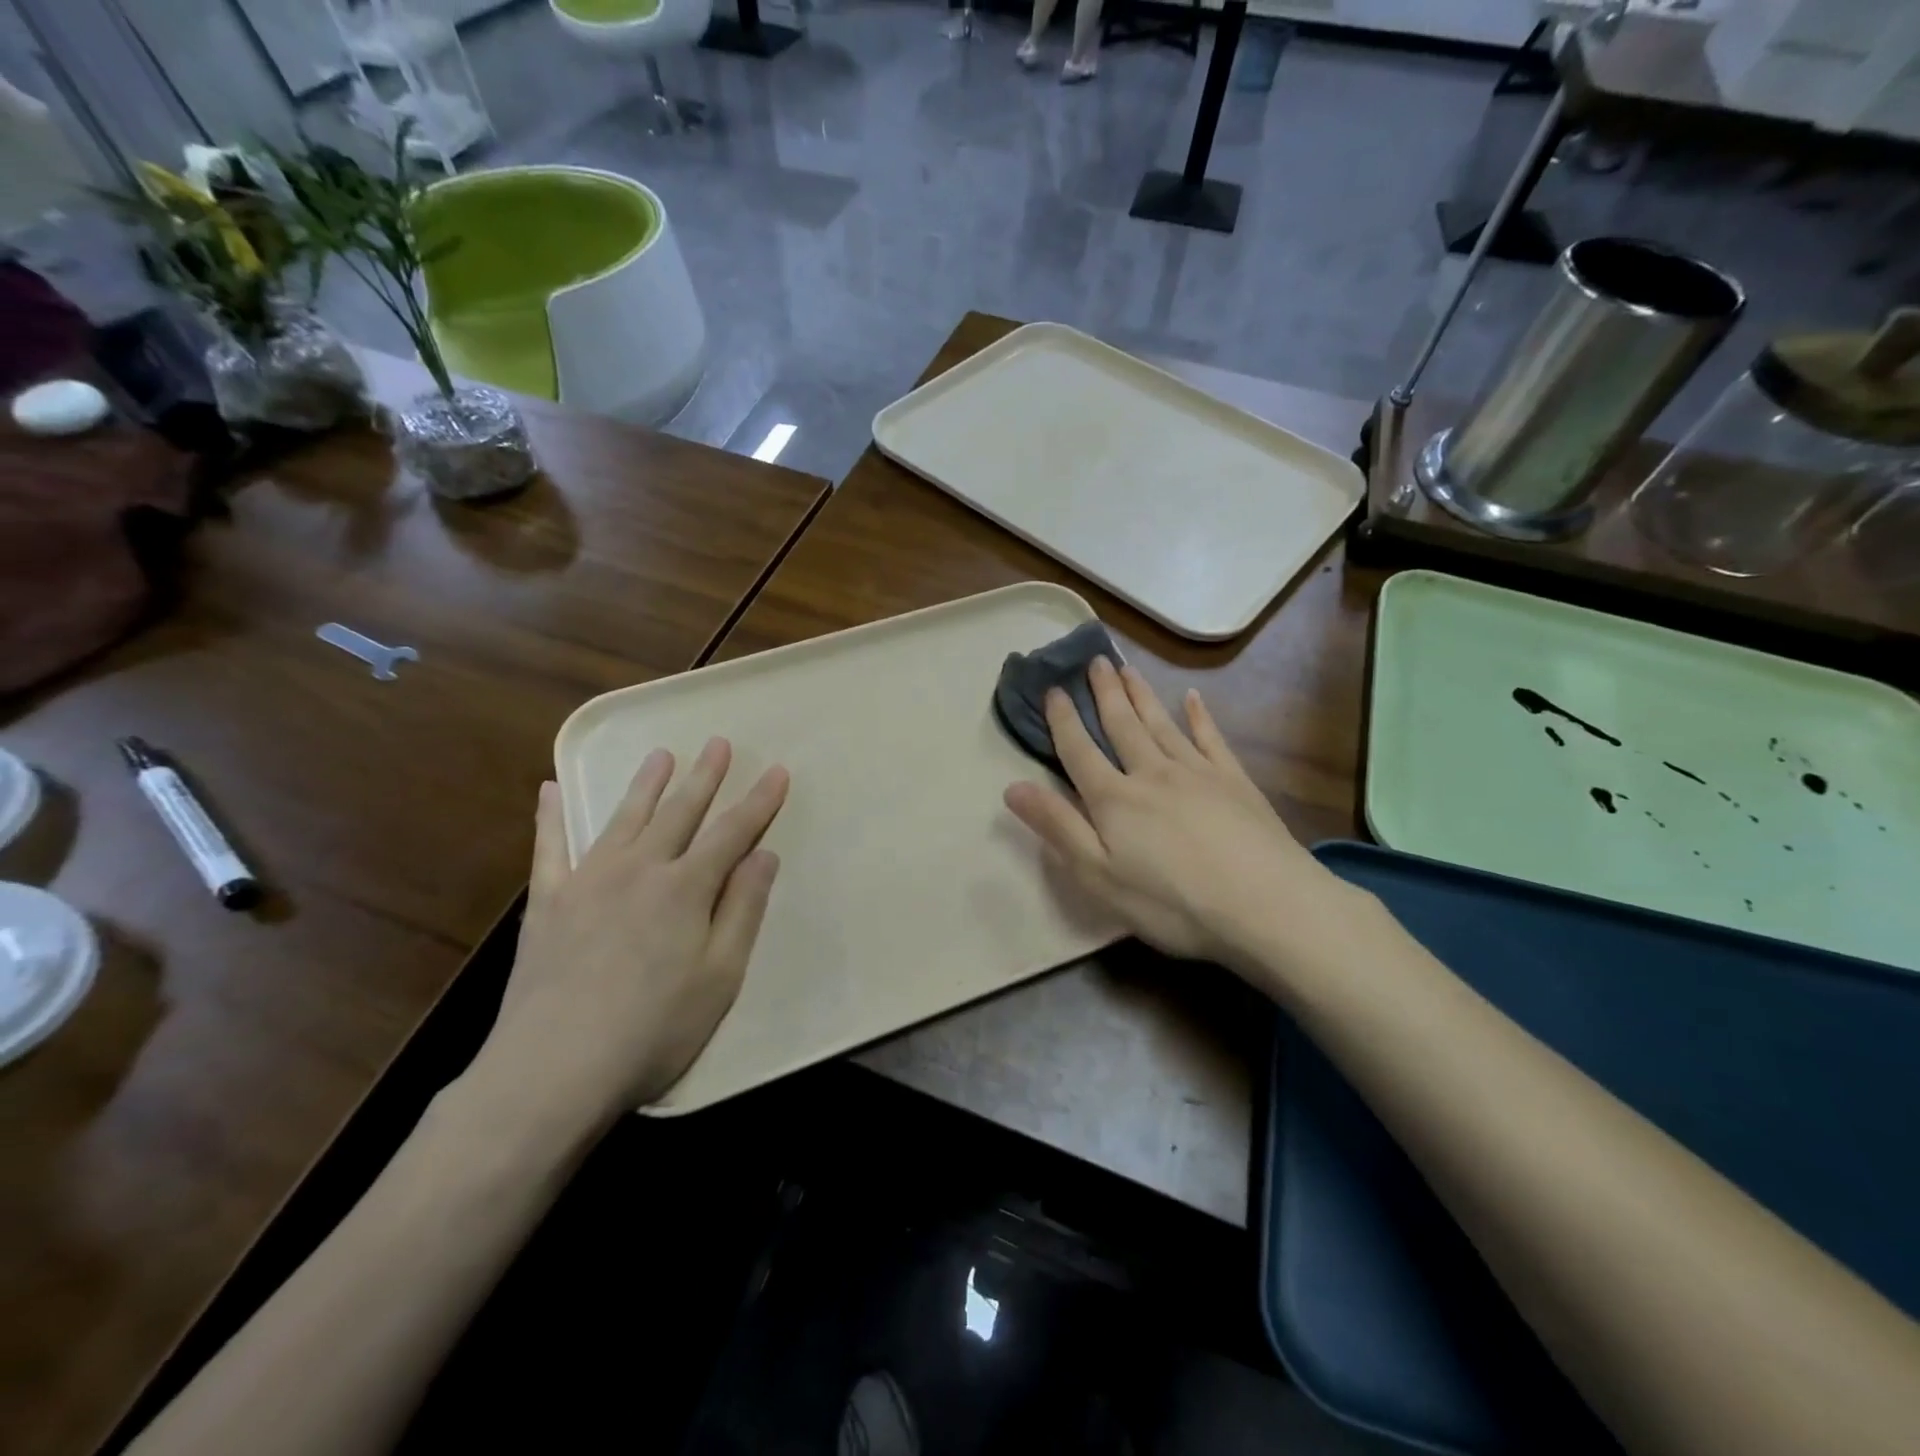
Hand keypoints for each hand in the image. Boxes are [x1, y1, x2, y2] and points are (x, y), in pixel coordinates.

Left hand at [473, 739, 788, 1125]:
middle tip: (719, 743)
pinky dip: (552, 817)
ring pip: (624, 818)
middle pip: (680, 812)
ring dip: (646, 784)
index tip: (778, 771)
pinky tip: (550, 789)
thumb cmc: (653, 1029)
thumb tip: (764, 855)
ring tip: (661, 754)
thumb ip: (742, 909)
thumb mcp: (720, 976)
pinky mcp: (548, 902)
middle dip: (705, 777)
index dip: (759, 801)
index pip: (733, 832)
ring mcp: (589, 880)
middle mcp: (640, 869)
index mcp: (686, 888)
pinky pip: (550, 848)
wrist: (553, 1068)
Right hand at [1003, 656, 1338, 970]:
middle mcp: (1151, 773)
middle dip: (1104, 693)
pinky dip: (1200, 716)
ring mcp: (1197, 772)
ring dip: (1141, 695)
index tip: (1053, 689)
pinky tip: (1193, 698)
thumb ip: (1058, 827)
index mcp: (1114, 799)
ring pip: (1161, 723)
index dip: (1063, 720)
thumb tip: (1012, 786)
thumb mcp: (1099, 876)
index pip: (1080, 751)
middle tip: (1094, 659)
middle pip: (1121, 725)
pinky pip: (1211, 738)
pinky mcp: (1234, 781)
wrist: (1266, 905)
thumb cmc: (1172, 902)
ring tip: (1127, 668)